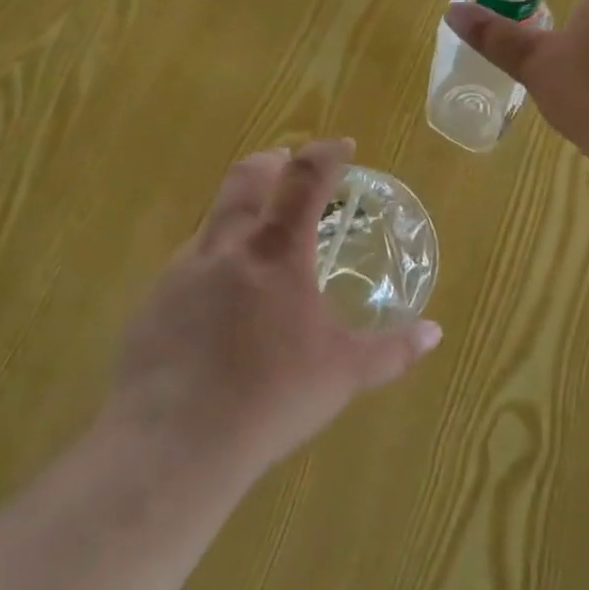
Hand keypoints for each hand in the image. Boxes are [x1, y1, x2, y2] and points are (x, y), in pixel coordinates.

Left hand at [105, 139, 442, 475]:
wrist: (174, 443)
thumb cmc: (273, 398)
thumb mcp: (344, 375)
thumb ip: (393, 350)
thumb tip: (435, 334)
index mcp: (277, 252)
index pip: (304, 179)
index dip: (326, 154)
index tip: (342, 146)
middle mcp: (226, 247)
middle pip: (246, 178)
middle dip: (271, 163)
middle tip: (289, 168)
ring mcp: (182, 271)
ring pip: (213, 220)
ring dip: (240, 215)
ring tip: (260, 247)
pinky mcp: (153, 302)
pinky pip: (188, 265)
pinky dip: (213, 264)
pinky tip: (221, 306)